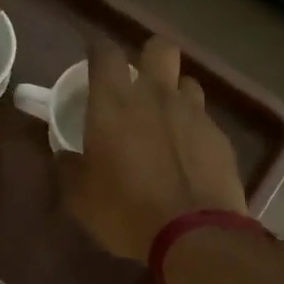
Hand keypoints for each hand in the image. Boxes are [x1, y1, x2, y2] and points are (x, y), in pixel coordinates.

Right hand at [60, 34, 247, 261]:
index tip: (92, 57)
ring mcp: (193, 114)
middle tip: (138, 82)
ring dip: (174, 93)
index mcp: (114, 104)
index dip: (97, 49)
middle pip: (159, 48)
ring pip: (186, 82)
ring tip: (166, 119)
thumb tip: (65, 156)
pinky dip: (193, 129)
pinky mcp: (219, 137)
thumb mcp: (80, 197)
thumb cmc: (125, 211)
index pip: (105, 53)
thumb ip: (69, 168)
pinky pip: (204, 119)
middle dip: (148, 57)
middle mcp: (156, 96)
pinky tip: (188, 155)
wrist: (193, 234)